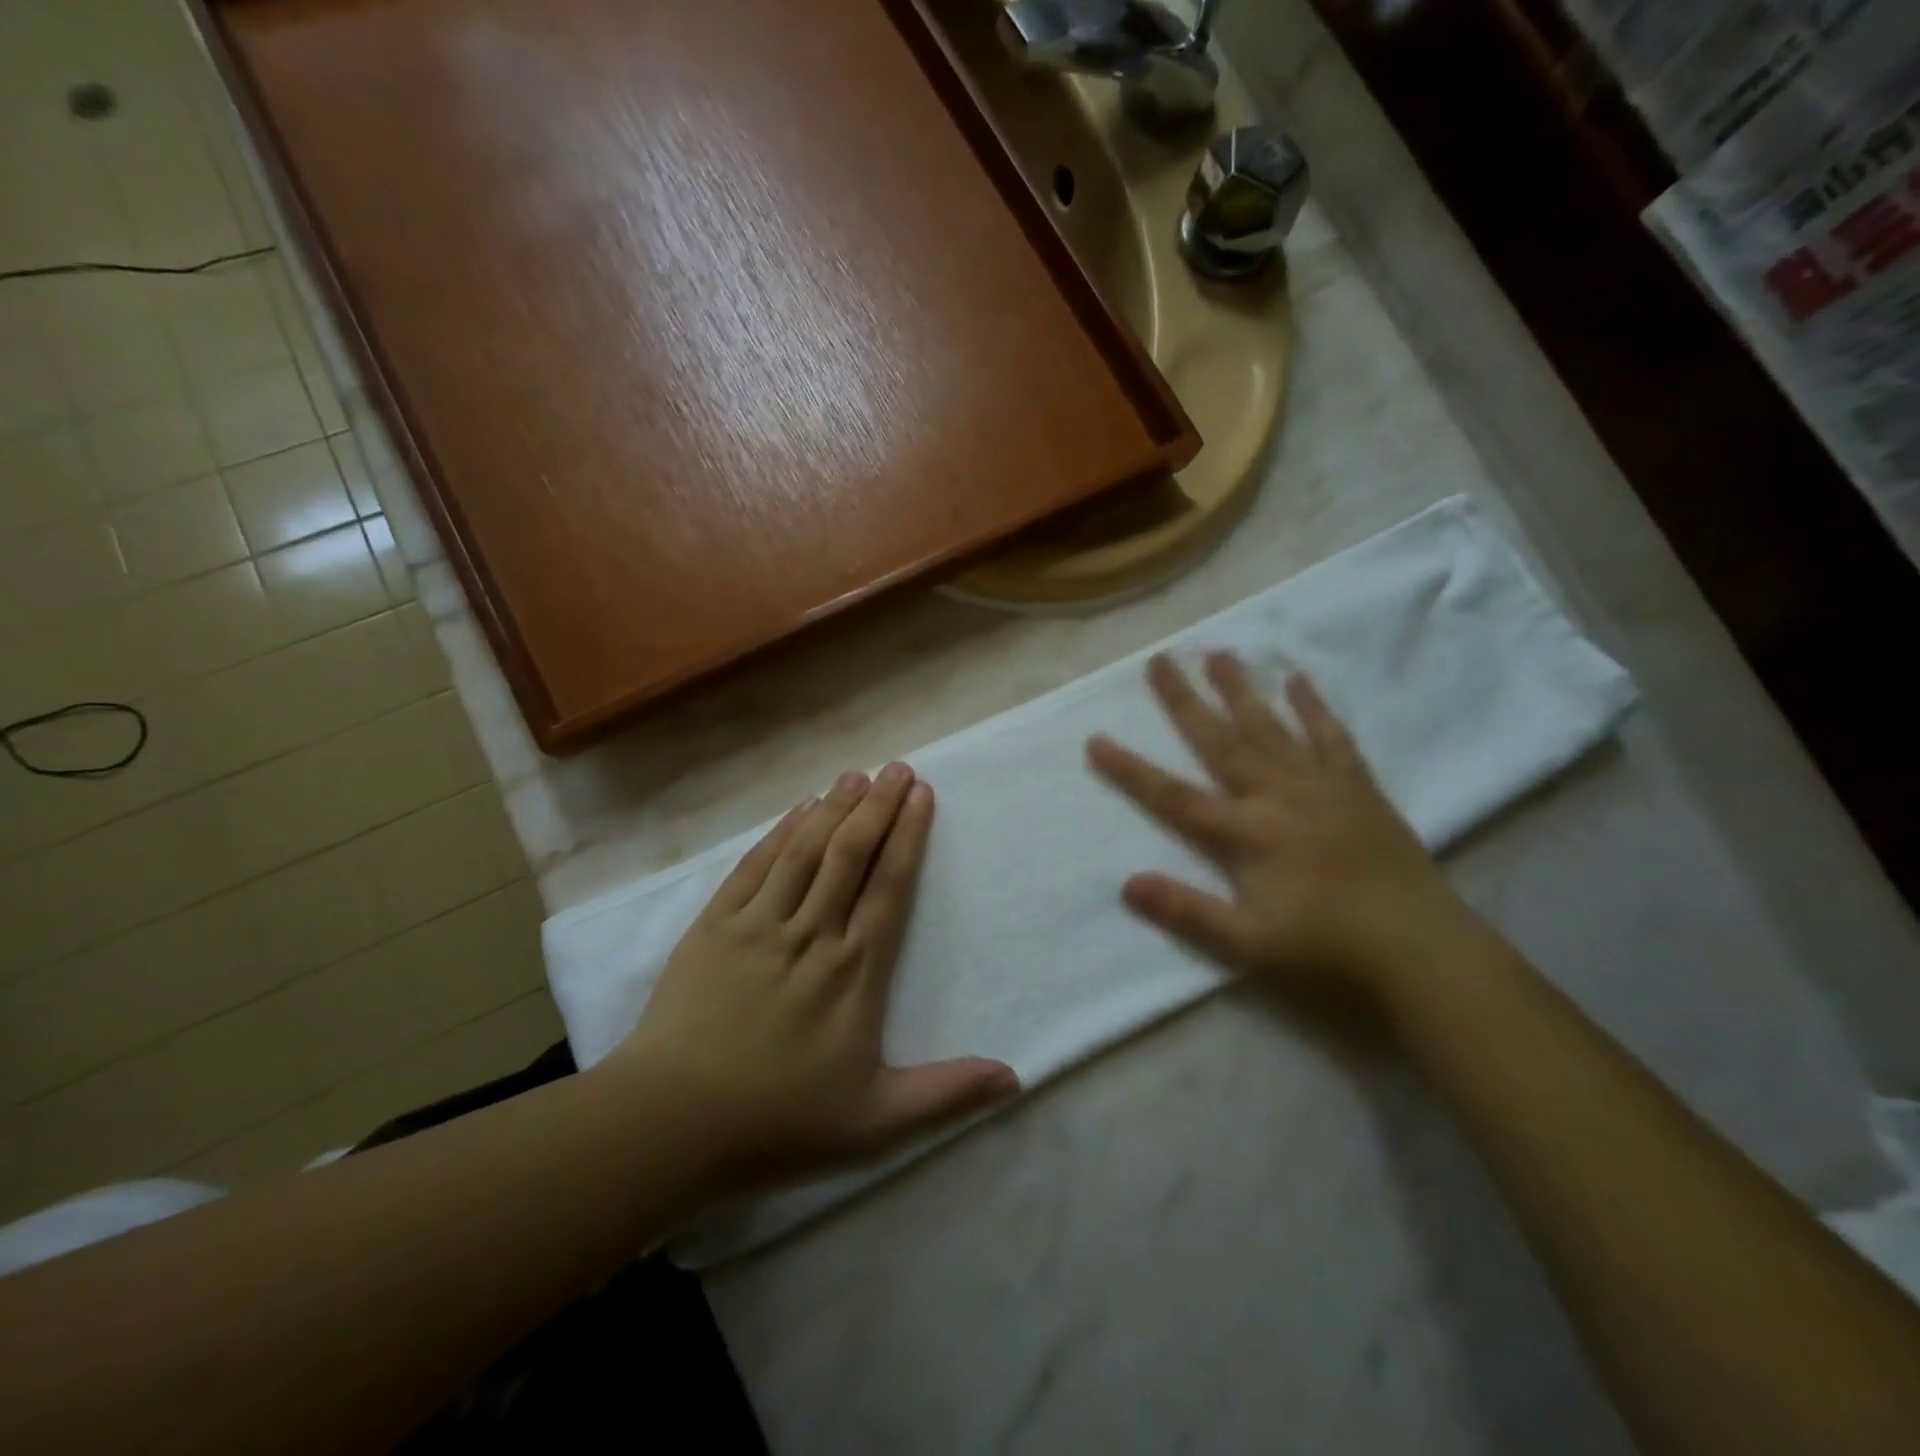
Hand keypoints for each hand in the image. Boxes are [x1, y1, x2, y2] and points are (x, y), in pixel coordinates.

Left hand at [605, 764, 1018, 1194]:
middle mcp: (811, 934)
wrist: (669, 1123)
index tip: (922, 795)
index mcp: (853, 971)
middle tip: (898, 767)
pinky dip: (779, 834)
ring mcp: (758, 925)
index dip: (908, 836)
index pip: (889, 886)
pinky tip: (797, 810)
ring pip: (804, 851)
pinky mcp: (715, 927)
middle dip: (877, 806)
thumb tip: (1016, 1078)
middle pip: (850, 855)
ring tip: (855, 775)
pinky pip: (755, 867)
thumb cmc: (778, 1121)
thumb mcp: (875, 1122)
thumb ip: (946, 1093)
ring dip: (833, 809)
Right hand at [1087, 652, 1490, 1005]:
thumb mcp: (1250, 947)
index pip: (1175, 796)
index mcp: (1249, 833)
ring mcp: (1323, 787)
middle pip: (1222, 741)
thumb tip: (1127, 884)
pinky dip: (1315, 708)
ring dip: (1242, 690)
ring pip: (1273, 728)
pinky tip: (1299, 682)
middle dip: (1186, 701)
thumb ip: (1188, 912)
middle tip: (1160, 660)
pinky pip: (1332, 739)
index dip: (1132, 770)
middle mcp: (1280, 796)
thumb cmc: (1329, 953)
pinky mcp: (1359, 789)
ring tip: (1220, 653)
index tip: (1096, 739)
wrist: (1426, 954)